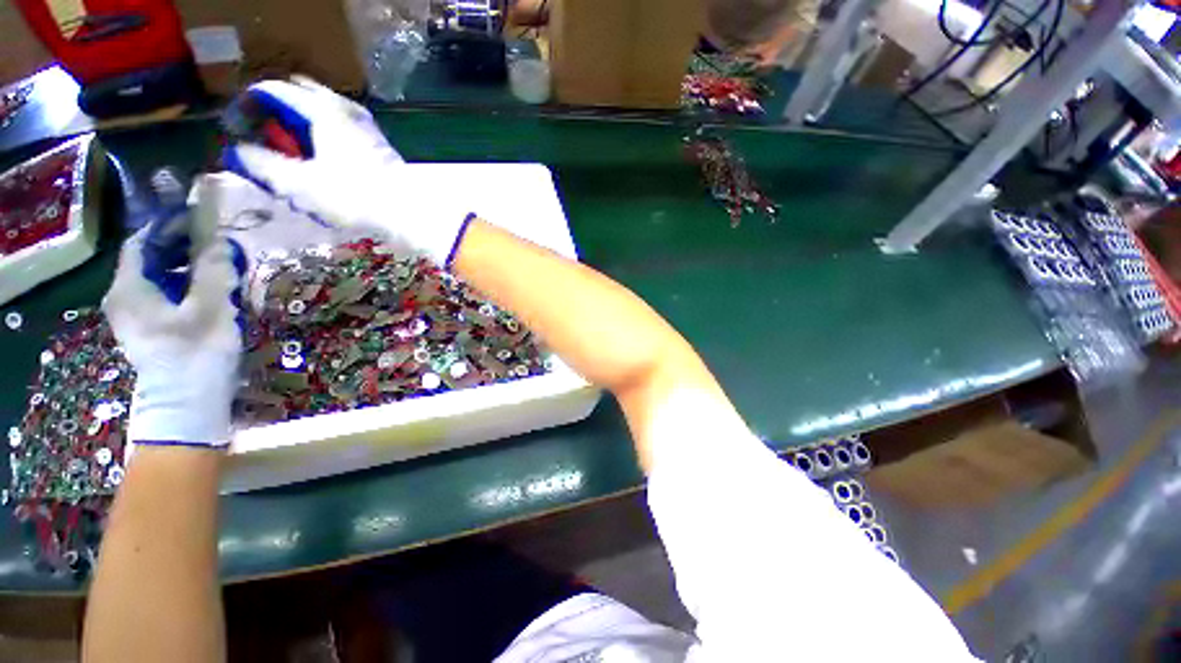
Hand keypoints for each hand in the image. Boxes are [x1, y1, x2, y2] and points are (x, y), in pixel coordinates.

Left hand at [102, 179, 246, 447]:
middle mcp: (125, 299)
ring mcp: (135, 318)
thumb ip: (215, 270)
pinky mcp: (150, 332)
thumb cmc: (196, 354)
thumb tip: (220, 239)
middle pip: (149, 260)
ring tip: (219, 267)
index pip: (143, 242)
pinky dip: (185, 288)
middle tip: (216, 242)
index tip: (200, 218)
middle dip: (181, 247)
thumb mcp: (212, 308)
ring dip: (186, 268)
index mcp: (130, 288)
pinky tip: (209, 293)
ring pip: (158, 280)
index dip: (170, 225)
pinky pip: (164, 298)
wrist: (187, 405)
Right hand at [223, 77, 476, 267]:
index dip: (249, 105)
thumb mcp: (302, 184)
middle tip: (264, 137)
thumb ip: (265, 165)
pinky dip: (324, 134)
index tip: (237, 127)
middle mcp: (345, 108)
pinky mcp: (378, 143)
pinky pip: (341, 126)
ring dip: (301, 123)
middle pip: (300, 95)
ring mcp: (366, 125)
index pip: (273, 90)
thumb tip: (240, 152)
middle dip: (275, 111)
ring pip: (323, 110)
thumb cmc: (356, 197)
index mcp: (322, 109)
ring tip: (291, 151)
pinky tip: (322, 158)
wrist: (412, 212)